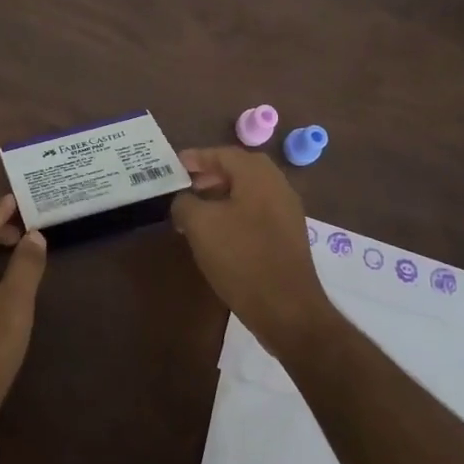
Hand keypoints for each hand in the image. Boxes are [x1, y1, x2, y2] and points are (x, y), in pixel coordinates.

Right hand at [173, 147, 337, 356]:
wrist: (287, 309)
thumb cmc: (241, 258)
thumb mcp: (200, 225)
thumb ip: (185, 203)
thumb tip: (183, 200)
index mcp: (258, 176)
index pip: (223, 154)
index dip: (196, 157)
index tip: (174, 165)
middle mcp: (277, 186)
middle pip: (240, 169)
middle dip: (211, 174)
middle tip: (186, 185)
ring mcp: (287, 212)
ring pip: (249, 191)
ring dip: (222, 194)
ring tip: (197, 210)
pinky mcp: (288, 236)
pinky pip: (257, 211)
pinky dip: (235, 212)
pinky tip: (218, 233)